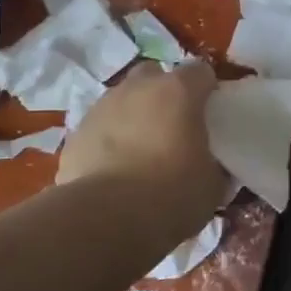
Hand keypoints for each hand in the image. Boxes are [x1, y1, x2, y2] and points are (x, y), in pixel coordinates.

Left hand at [57, 61, 223, 233]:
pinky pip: (100, 126)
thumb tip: (212, 166)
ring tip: (139, 150)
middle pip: (155, 75)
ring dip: (133, 115)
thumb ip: (213, 164)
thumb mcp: (212, 185)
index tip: (209, 113)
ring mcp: (103, 106)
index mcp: (179, 91)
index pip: (200, 71)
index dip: (207, 90)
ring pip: (123, 98)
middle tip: (171, 126)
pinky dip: (108, 139)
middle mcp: (139, 88)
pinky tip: (113, 168)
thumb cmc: (170, 195)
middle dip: (163, 93)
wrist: (105, 219)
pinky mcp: (76, 131)